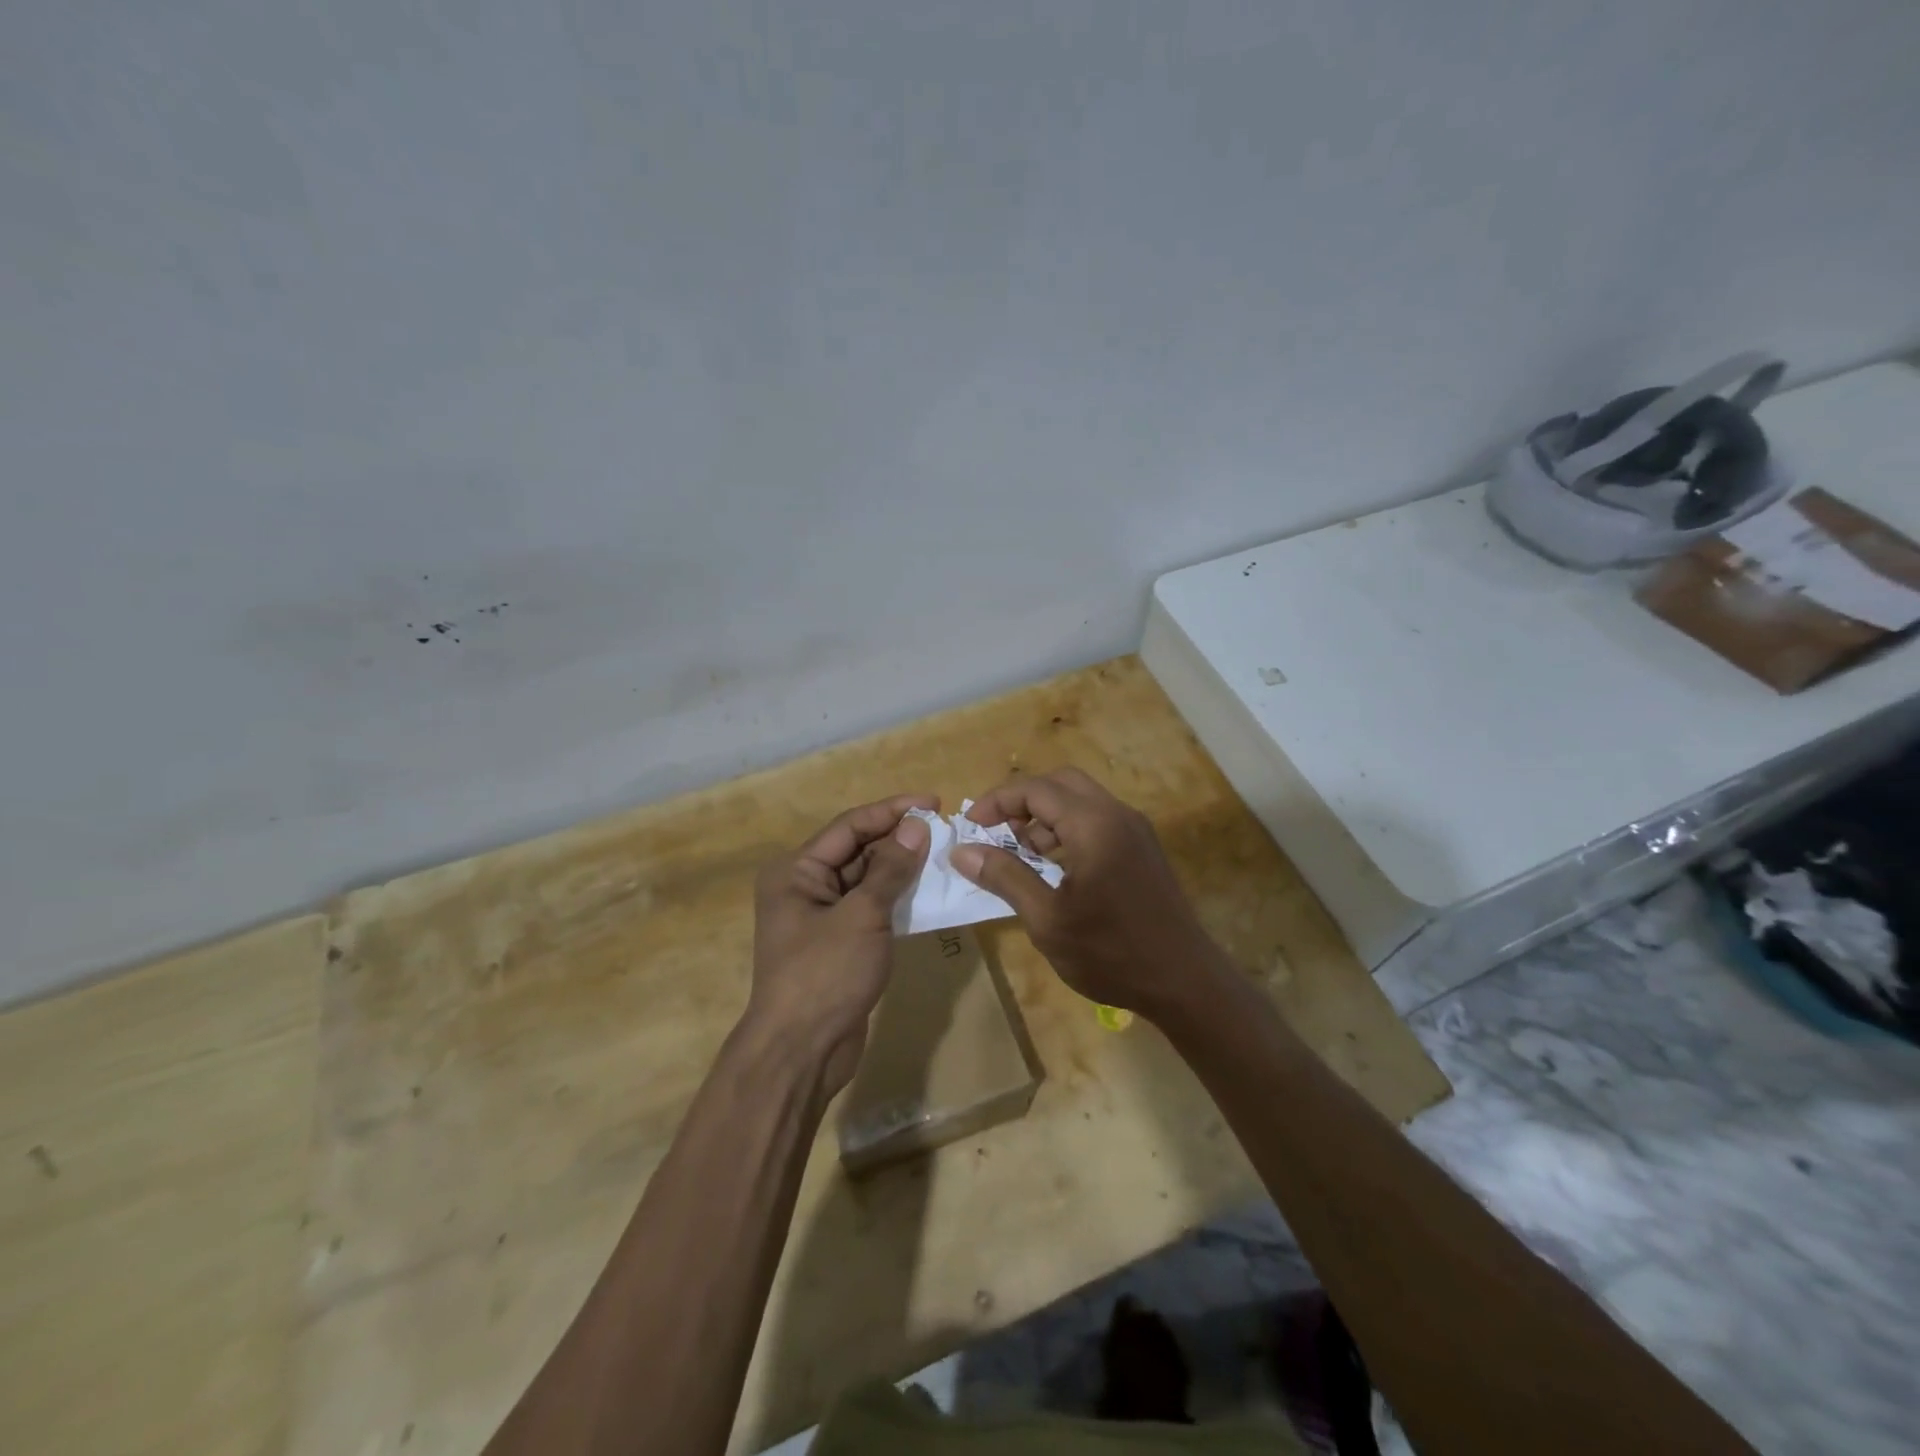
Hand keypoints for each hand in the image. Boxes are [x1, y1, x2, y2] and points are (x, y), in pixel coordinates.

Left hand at [747, 794, 933, 1095]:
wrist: (802, 1051)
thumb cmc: (825, 974)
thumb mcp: (862, 915)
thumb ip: (890, 869)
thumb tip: (917, 826)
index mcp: (796, 871)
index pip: (850, 826)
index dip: (892, 811)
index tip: (934, 802)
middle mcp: (804, 886)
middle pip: (857, 850)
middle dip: (899, 839)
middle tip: (945, 831)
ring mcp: (822, 917)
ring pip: (867, 879)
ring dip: (901, 868)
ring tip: (943, 856)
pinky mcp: (839, 942)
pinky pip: (870, 907)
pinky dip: (896, 898)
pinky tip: (928, 892)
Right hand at [949, 768, 1226, 1020]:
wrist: (1185, 982)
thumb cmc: (1110, 953)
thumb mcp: (1047, 919)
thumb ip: (1005, 877)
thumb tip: (961, 851)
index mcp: (1094, 825)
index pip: (1036, 789)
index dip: (997, 801)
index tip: (971, 827)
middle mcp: (1117, 815)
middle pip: (1060, 783)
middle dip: (1022, 801)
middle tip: (996, 833)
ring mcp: (1135, 830)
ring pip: (1080, 800)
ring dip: (1045, 816)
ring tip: (1021, 855)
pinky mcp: (1143, 848)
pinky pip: (1098, 820)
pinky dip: (1068, 830)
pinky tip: (1055, 868)